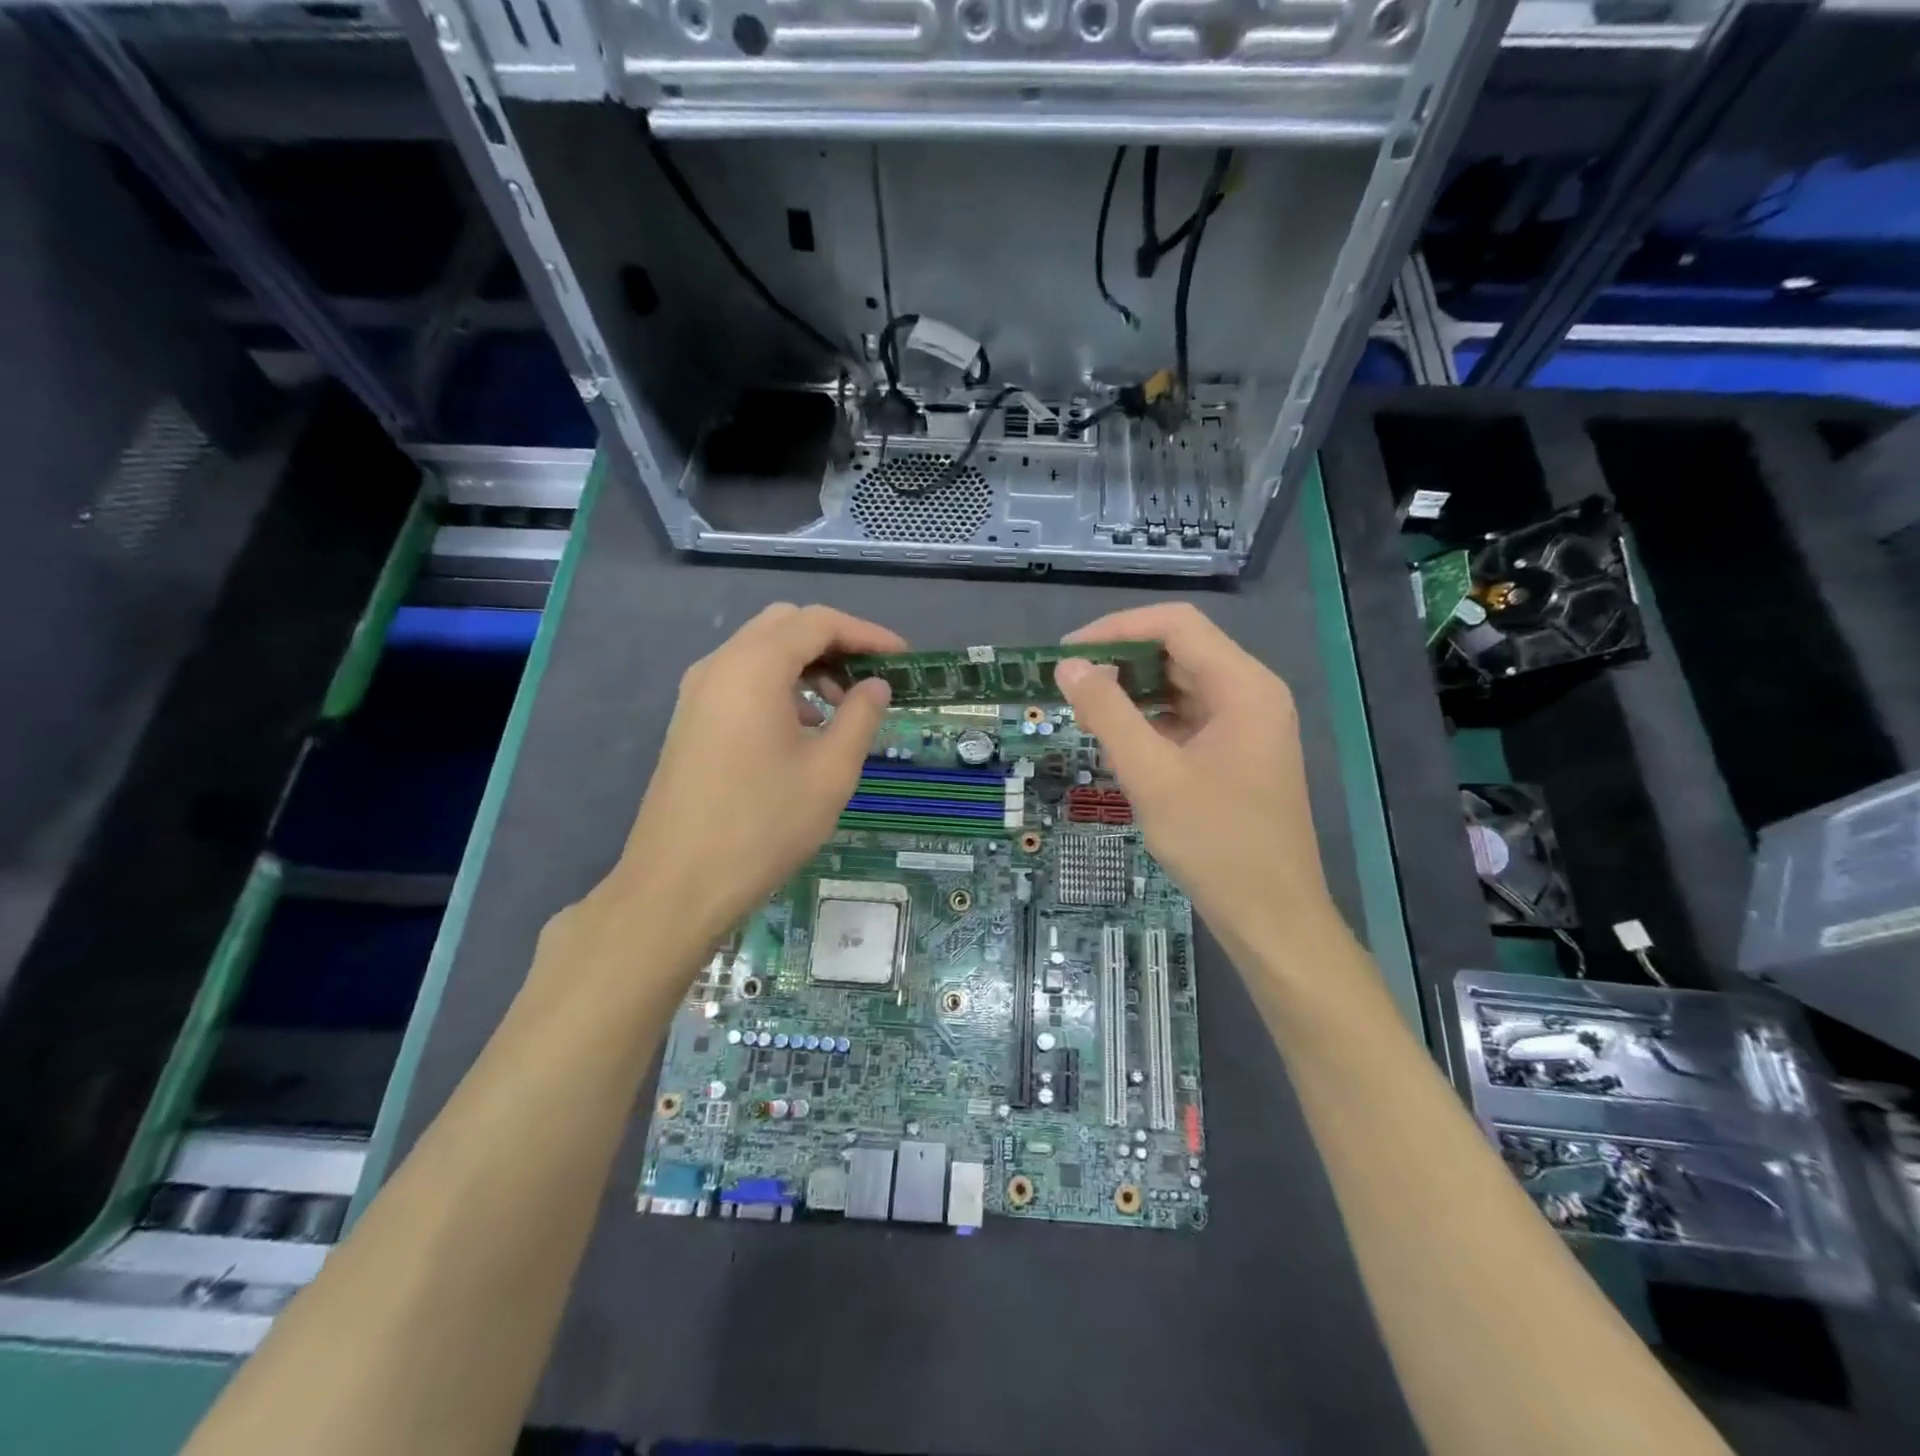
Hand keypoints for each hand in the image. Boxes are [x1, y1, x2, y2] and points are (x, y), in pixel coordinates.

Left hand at [596, 604, 904, 950]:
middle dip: (833, 643)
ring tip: (840, 709)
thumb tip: (876, 686)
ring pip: (760, 652)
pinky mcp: (690, 720)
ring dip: (805, 666)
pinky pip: (740, 680)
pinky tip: (800, 729)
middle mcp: (719, 665)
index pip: (818, 622)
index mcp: (754, 667)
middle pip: (784, 626)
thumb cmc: (764, 825)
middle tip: (869, 679)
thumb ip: (860, 717)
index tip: (902, 658)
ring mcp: (697, 692)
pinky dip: (778, 686)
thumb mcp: (830, 772)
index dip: (866, 634)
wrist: (678, 883)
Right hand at [1053, 603, 1335, 950]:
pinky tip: (1119, 743)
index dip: (1117, 629)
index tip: (1068, 653)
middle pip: (1180, 651)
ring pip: (1181, 686)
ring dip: (1133, 693)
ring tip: (1087, 713)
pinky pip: (1188, 718)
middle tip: (1070, 686)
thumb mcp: (1152, 775)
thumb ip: (1108, 714)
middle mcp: (1251, 694)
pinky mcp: (1237, 753)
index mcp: (1243, 686)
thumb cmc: (1215, 843)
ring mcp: (1247, 725)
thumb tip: (1069, 666)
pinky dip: (1151, 722)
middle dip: (1121, 662)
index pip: (1176, 625)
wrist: (1271, 916)